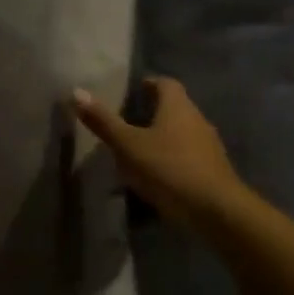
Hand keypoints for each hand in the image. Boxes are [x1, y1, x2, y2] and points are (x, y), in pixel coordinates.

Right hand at [72, 77, 248, 231]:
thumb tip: (77, 92)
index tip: (132, 92)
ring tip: (139, 151)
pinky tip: (158, 176)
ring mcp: (209, 146)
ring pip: (182, 133)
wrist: (216, 210)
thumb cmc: (169, 168)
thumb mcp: (128, 146)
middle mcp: (197, 119)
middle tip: (128, 122)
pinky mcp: (213, 170)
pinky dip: (173, 159)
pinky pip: (189, 156)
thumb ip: (103, 121)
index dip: (148, 84)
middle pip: (175, 107)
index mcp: (178, 106)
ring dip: (163, 138)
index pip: (165, 83)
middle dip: (153, 112)